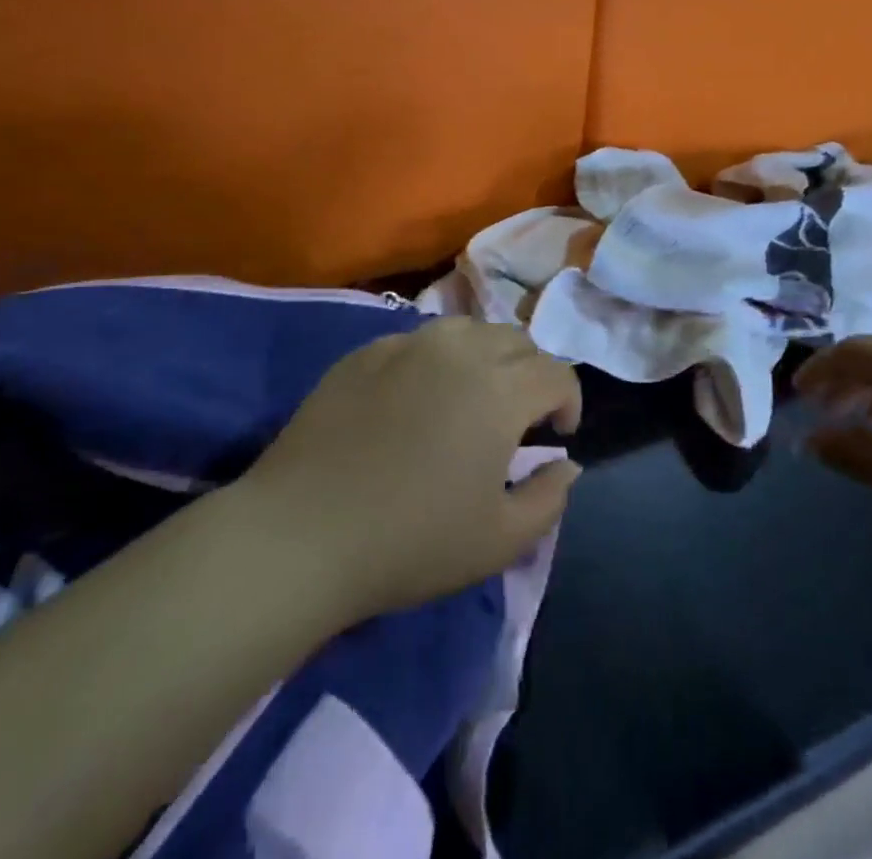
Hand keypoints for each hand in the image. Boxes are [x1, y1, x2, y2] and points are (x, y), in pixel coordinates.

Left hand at [247, 319, 582, 618]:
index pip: (557, 373)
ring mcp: (409, 343)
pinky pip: (419, 341)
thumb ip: (549, 497)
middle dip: (531, 373)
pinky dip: (436, 361)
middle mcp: (461, 349)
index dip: (569, 401)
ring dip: (486, 357)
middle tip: (517, 417)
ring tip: (471, 397)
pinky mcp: (367, 351)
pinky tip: (415, 399)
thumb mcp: (500, 540)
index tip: (556, 435)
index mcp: (501, 388)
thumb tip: (566, 463)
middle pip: (517, 340)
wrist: (302, 533)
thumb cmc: (411, 541)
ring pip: (469, 330)